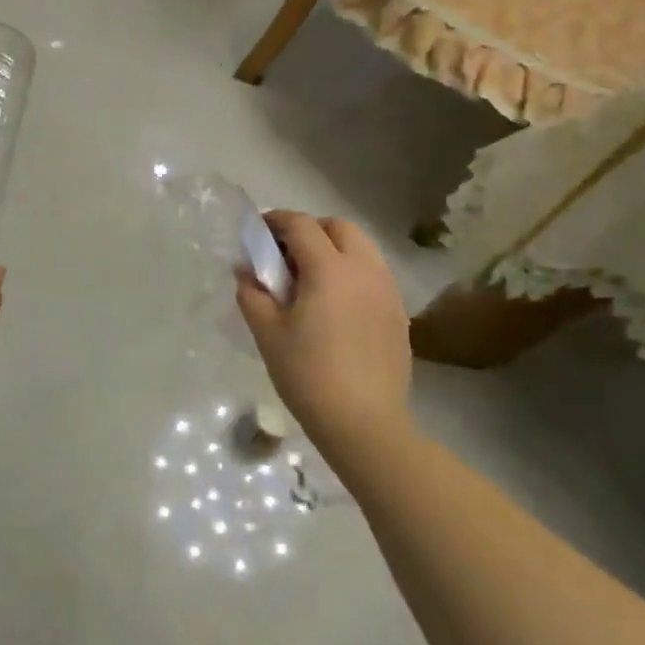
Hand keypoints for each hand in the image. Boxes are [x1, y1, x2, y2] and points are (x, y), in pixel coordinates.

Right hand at [235, 211, 412, 455]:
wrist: (364, 423)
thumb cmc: (308, 374)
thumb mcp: (267, 333)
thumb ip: (252, 294)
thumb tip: (246, 271)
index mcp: (329, 268)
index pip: (301, 225)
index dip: (276, 221)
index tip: (258, 231)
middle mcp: (364, 269)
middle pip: (339, 227)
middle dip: (311, 229)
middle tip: (286, 253)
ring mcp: (387, 290)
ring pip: (362, 248)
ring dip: (335, 248)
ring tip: (312, 278)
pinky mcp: (398, 313)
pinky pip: (374, 274)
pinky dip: (352, 272)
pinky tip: (336, 304)